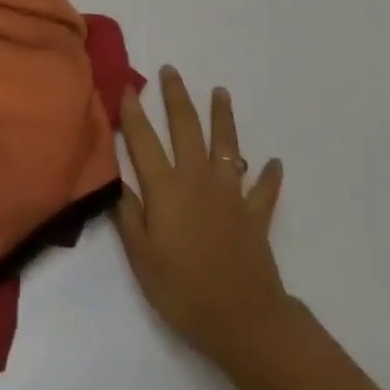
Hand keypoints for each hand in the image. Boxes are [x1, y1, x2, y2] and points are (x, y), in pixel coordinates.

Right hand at [115, 66, 290, 366]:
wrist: (241, 318)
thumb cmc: (183, 290)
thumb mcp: (142, 258)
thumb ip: (128, 215)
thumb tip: (115, 178)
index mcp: (166, 188)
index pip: (144, 140)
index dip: (134, 113)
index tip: (128, 86)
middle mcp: (197, 177)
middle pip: (186, 126)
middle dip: (176, 95)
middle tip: (170, 70)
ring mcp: (230, 192)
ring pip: (226, 144)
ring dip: (222, 116)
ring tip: (221, 92)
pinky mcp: (255, 212)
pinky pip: (263, 189)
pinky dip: (268, 175)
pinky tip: (274, 162)